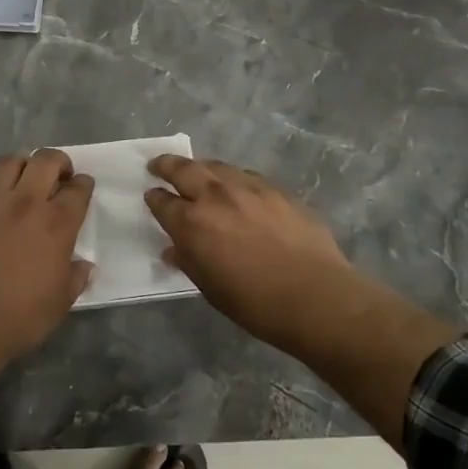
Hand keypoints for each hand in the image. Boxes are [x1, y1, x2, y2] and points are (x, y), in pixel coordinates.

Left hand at [0, 150, 95, 362]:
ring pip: (9, 162)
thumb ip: (75, 278)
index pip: (78, 189)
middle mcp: (25, 203)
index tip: (83, 189)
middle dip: (58, 162)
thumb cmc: (18, 318)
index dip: (84, 185)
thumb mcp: (60, 304)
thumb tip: (83, 265)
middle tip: (59, 177)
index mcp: (56, 224)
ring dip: (23, 166)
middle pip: (46, 160)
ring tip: (24, 181)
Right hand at [145, 154, 458, 442]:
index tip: (151, 196)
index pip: (162, 202)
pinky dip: (233, 178)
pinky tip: (237, 187)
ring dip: (201, 168)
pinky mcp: (276, 189)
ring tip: (197, 172)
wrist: (316, 296)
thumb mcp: (210, 288)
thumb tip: (173, 249)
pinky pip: (246, 175)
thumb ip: (188, 261)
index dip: (154, 199)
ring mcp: (248, 188)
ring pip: (216, 166)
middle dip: (166, 165)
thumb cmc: (255, 303)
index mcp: (192, 223)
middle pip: (184, 169)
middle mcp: (215, 196)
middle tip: (158, 165)